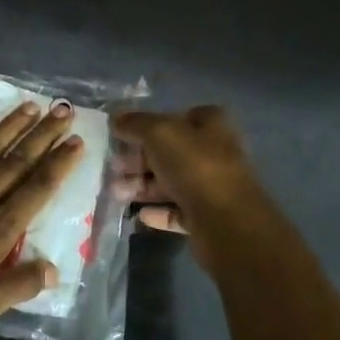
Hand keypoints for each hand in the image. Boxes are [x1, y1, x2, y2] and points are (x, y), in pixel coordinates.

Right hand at [112, 107, 268, 264]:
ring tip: (117, 192)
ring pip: (172, 182)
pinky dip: (158, 212)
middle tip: (113, 166)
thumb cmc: (195, 167)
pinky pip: (177, 211)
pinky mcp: (207, 217)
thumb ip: (136, 123)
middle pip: (172, 152)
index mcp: (212, 126)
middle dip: (141, 158)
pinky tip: (139, 214)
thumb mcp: (159, 133)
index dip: (154, 122)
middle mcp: (216, 153)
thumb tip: (116, 118)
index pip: (182, 116)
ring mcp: (213, 187)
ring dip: (143, 186)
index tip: (127, 133)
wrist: (226, 222)